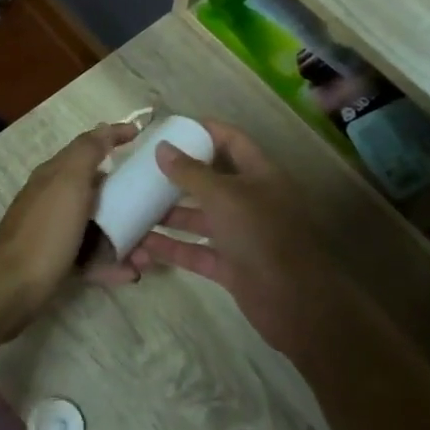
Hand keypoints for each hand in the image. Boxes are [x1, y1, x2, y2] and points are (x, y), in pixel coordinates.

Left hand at [0, 123, 139, 332]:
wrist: (12, 289)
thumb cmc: (45, 232)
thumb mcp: (68, 183)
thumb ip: (87, 152)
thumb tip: (106, 128)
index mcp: (55, 175)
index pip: (89, 147)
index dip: (115, 138)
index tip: (143, 137)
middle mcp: (54, 199)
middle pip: (98, 191)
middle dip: (129, 199)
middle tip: (158, 210)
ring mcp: (54, 232)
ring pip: (98, 227)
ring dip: (126, 237)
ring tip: (148, 255)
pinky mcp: (57, 262)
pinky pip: (91, 258)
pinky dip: (112, 264)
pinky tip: (132, 273)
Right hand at [126, 119, 344, 356]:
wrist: (295, 303)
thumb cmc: (262, 235)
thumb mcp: (224, 197)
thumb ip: (191, 173)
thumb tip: (162, 148)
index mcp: (260, 175)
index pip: (232, 141)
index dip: (205, 131)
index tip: (171, 127)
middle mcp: (251, 201)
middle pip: (212, 180)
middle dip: (180, 174)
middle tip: (143, 168)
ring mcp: (241, 235)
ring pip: (201, 218)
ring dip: (170, 213)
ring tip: (134, 204)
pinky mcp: (231, 266)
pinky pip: (196, 251)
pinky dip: (172, 247)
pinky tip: (142, 242)